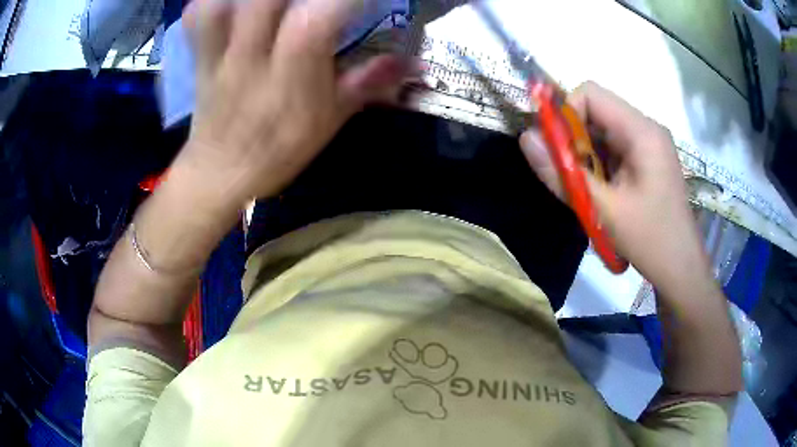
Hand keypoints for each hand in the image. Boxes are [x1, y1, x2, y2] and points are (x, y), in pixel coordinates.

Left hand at [179, 0, 409, 202]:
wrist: (219, 173)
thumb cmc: (279, 150)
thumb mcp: (331, 120)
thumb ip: (369, 83)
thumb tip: (415, 62)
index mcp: (290, 77)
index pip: (317, 19)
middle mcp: (251, 58)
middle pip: (264, 1)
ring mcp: (219, 54)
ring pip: (222, 2)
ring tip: (277, 0)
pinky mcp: (201, 55)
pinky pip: (197, 15)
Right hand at [520, 82, 708, 288]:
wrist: (681, 268)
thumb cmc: (650, 239)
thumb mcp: (603, 210)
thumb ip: (562, 173)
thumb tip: (525, 139)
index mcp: (641, 131)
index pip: (590, 94)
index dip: (565, 115)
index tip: (557, 151)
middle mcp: (645, 128)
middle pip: (595, 112)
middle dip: (574, 139)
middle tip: (569, 176)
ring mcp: (648, 144)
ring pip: (601, 132)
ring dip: (585, 156)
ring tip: (587, 191)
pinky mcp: (647, 159)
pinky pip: (612, 148)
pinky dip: (597, 165)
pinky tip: (601, 193)